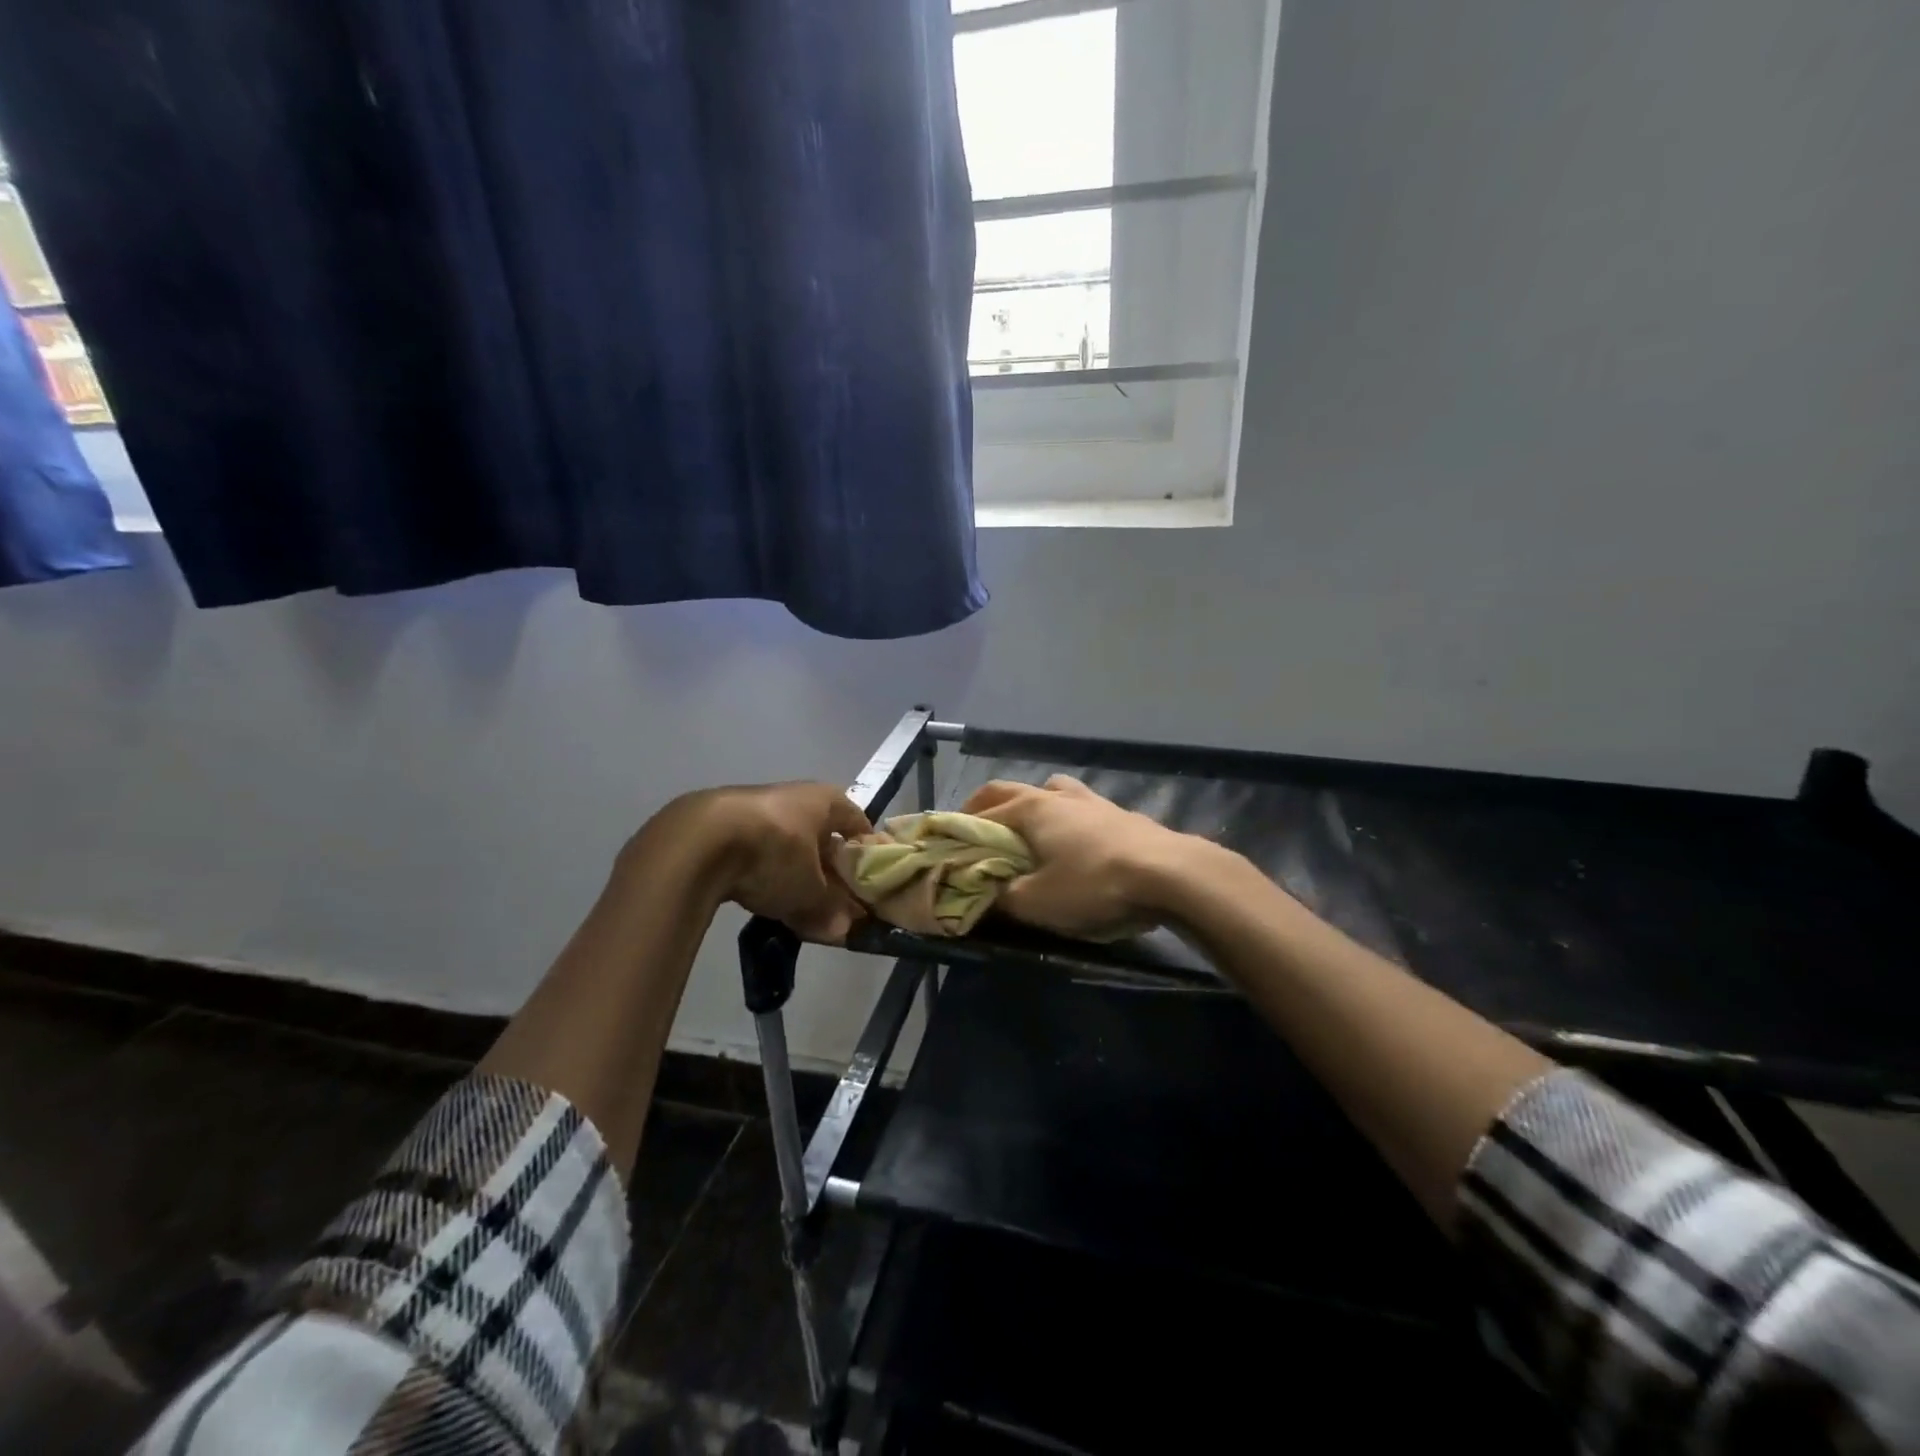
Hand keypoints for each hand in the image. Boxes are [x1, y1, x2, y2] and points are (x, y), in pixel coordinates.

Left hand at [697, 782, 871, 942]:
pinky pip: (756, 851)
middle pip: (821, 836)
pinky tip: (759, 898)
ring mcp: (756, 807)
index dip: (865, 854)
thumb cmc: (775, 854)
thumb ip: (830, 910)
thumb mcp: (810, 891)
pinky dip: (763, 873)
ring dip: (794, 874)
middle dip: (827, 870)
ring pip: (787, 845)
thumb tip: (845, 931)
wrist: (699, 841)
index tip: (869, 883)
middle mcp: (795, 796)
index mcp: (826, 801)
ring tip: (796, 907)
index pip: (858, 824)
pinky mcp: (723, 823)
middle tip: (833, 904)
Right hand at [961, 775, 1199, 938]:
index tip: (943, 845)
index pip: (982, 812)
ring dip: (1031, 804)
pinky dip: (1063, 818)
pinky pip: (1079, 807)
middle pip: (1011, 789)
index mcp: (1031, 809)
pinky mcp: (1121, 814)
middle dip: (987, 806)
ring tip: (1027, 828)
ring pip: (1051, 789)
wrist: (1173, 874)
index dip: (958, 828)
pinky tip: (1074, 842)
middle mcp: (1057, 795)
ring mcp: (1092, 800)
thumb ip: (1002, 899)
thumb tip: (979, 898)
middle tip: (973, 829)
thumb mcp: (1038, 903)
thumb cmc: (1095, 884)